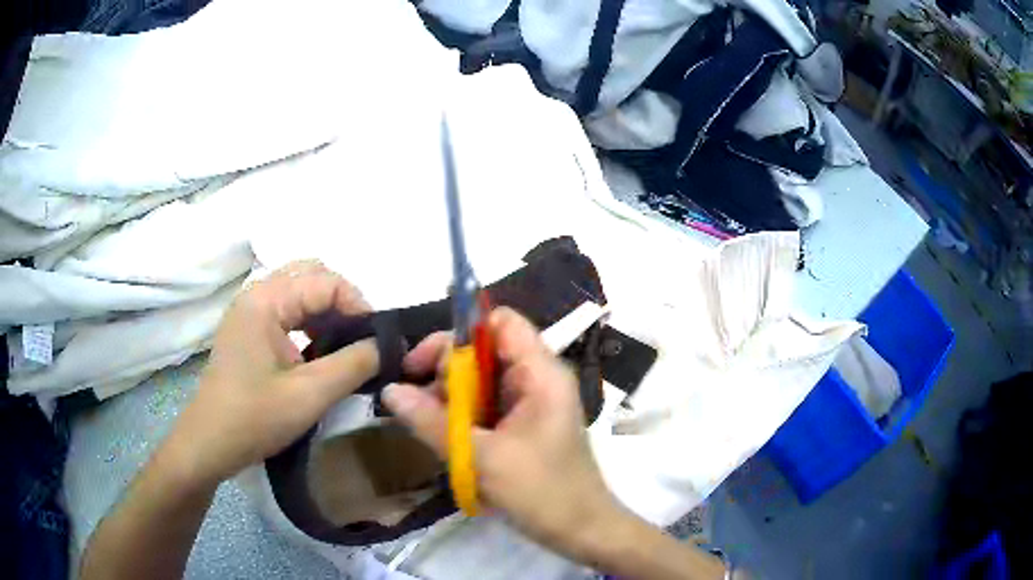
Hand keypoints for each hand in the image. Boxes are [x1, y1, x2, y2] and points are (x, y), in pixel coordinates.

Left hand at [165, 261, 379, 485]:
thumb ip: (354, 364)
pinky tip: (318, 353)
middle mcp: (256, 294)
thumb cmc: (255, 418)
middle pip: (310, 275)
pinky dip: (309, 324)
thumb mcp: (310, 394)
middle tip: (361, 338)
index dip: (359, 306)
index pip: (326, 281)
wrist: (209, 444)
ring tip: (344, 347)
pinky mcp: (247, 330)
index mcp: (266, 300)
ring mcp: (249, 311)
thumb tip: (386, 345)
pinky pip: (286, 311)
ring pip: (298, 292)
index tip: (377, 341)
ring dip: (326, 312)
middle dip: (342, 302)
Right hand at [383, 307, 620, 554]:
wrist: (581, 530)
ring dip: (451, 399)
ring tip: (431, 428)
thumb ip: (432, 422)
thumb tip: (389, 390)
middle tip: (422, 406)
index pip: (500, 322)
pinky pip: (486, 406)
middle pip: (483, 351)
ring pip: (480, 381)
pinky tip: (448, 440)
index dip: (460, 332)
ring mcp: (531, 403)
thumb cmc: (542, 492)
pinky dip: (463, 417)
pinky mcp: (523, 425)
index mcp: (540, 373)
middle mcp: (537, 379)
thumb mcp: (481, 458)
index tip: (424, 365)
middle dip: (447, 372)